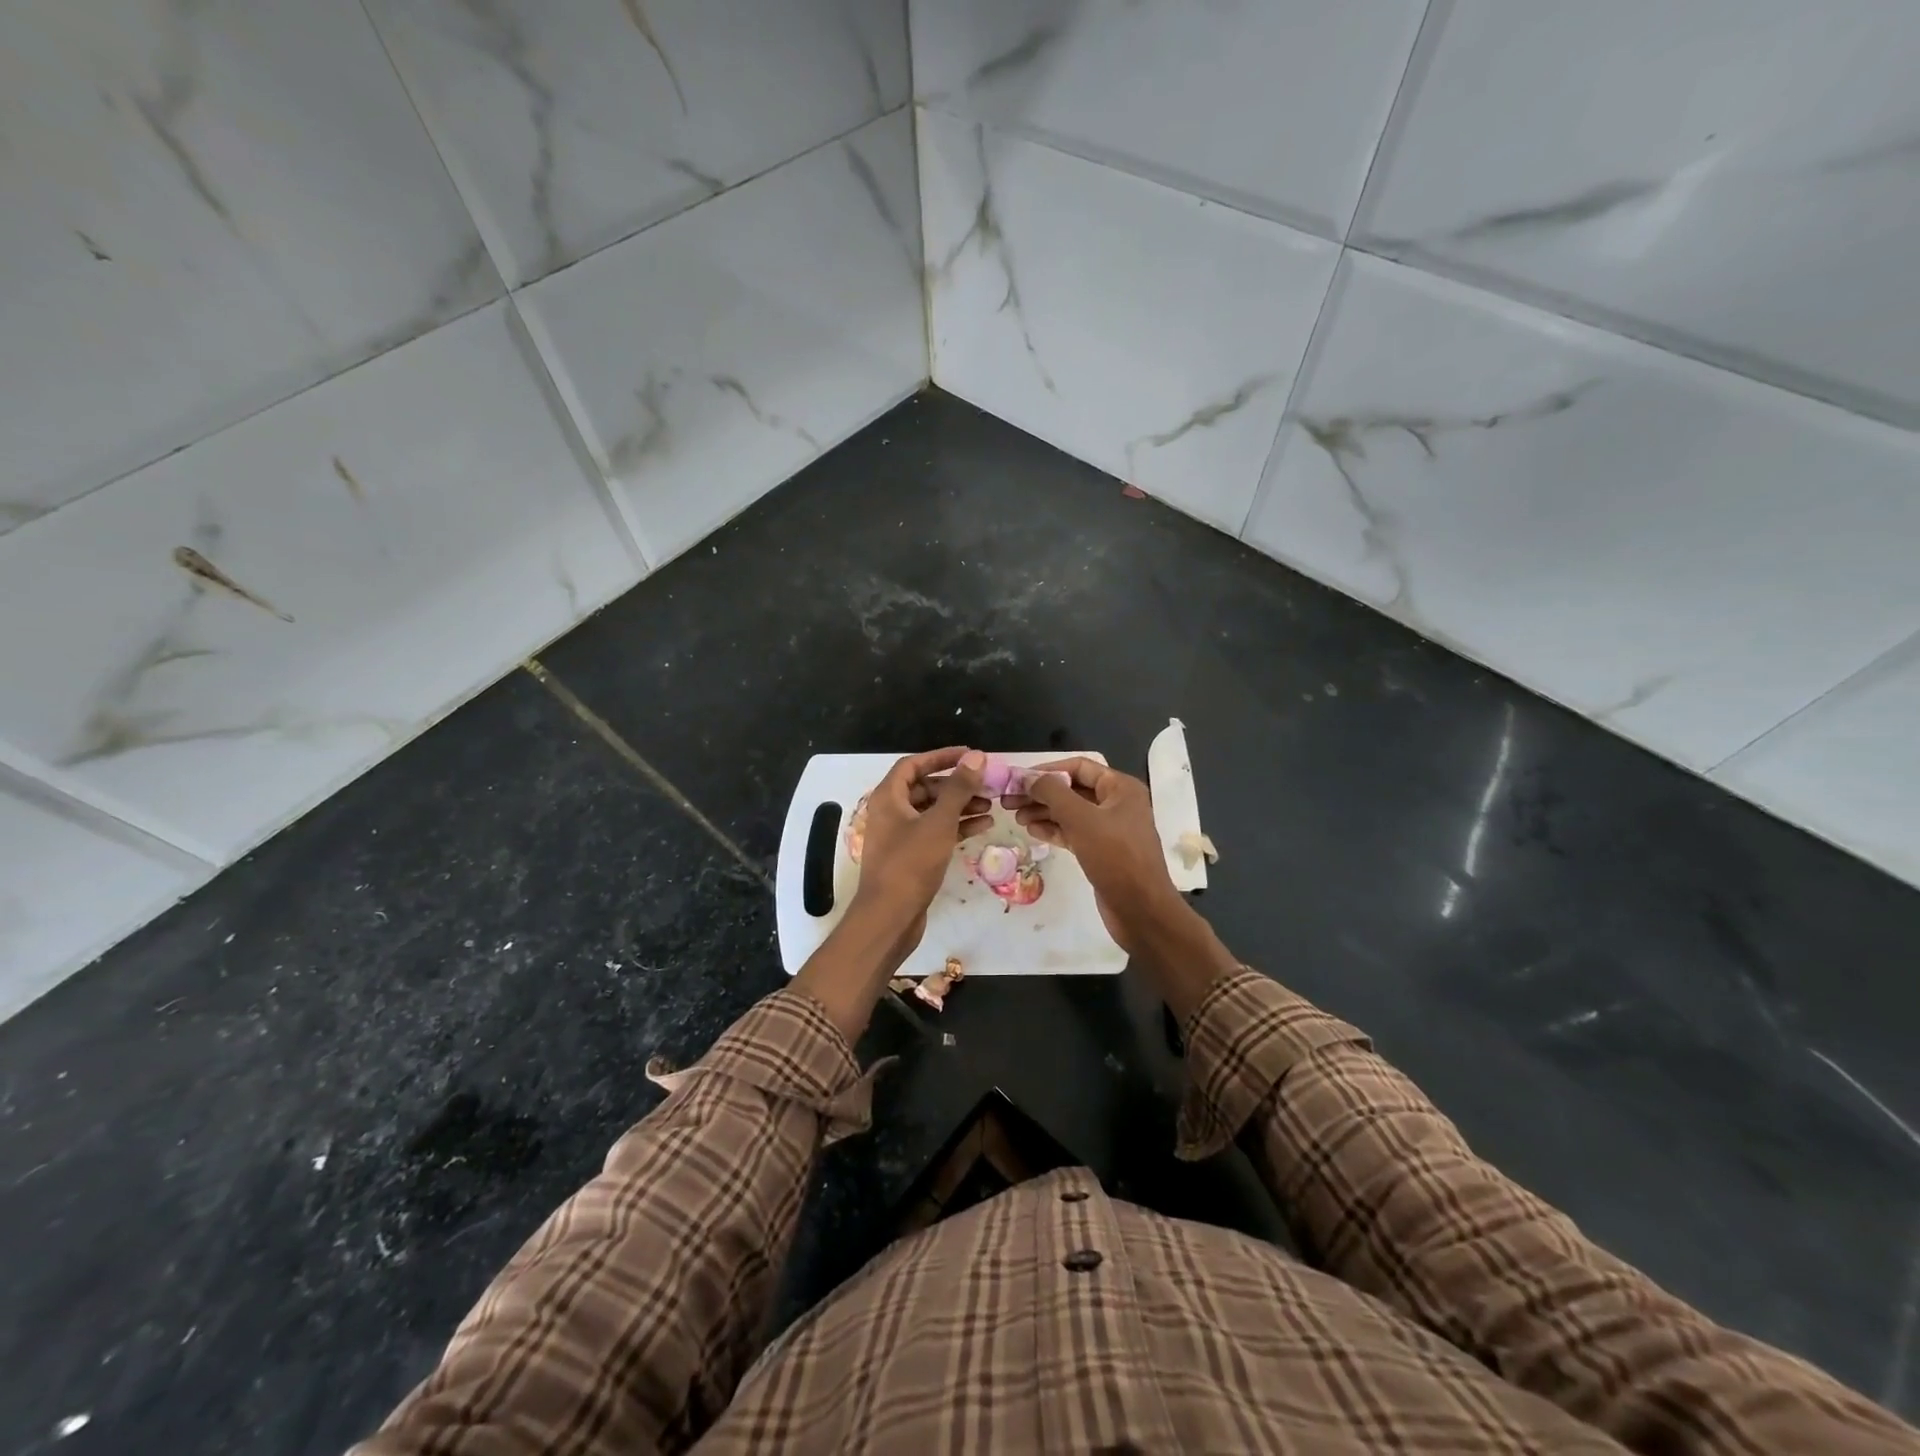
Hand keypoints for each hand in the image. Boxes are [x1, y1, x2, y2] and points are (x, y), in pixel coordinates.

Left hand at [852, 747, 990, 937]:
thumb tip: (976, 756)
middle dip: (957, 785)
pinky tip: (983, 826)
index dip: (941, 757)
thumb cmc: (911, 864)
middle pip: (925, 788)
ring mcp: (900, 836)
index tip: (970, 755)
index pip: (913, 765)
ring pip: (933, 811)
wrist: (889, 917)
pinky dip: (956, 826)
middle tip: (987, 784)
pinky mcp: (911, 857)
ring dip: (960, 806)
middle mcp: (891, 812)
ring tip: (991, 805)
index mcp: (888, 798)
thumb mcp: (939, 822)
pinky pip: (935, 832)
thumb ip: (959, 788)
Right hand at [1011, 757, 1238, 1020]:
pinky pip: (1074, 832)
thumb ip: (1053, 793)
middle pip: (1072, 789)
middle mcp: (1117, 803)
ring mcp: (1110, 828)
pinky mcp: (1102, 851)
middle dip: (1041, 793)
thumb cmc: (1115, 857)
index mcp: (1120, 788)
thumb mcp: (1082, 819)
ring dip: (1043, 811)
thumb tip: (1030, 778)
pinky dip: (1053, 829)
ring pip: (1071, 812)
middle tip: (1009, 800)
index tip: (1018, 779)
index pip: (1079, 766)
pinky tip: (1031, 830)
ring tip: (1015, 816)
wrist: (1141, 910)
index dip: (1047, 770)